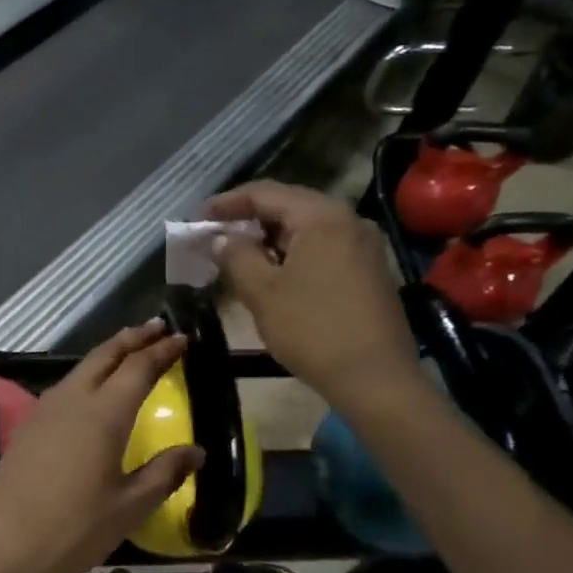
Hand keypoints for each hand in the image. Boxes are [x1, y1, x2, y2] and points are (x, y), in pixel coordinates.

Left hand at [0, 321, 202, 572]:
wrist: (3, 548)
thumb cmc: (74, 530)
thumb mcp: (129, 507)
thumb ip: (165, 473)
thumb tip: (196, 451)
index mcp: (103, 414)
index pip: (138, 368)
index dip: (162, 351)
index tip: (182, 338)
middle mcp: (72, 401)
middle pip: (104, 356)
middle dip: (132, 338)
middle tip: (156, 328)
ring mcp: (44, 411)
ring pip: (80, 369)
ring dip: (107, 355)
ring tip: (127, 352)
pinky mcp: (27, 428)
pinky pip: (63, 388)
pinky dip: (86, 376)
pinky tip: (91, 393)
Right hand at [208, 181, 421, 409]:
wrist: (375, 378)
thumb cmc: (313, 330)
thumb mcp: (262, 293)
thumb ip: (236, 256)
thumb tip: (221, 238)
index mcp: (322, 216)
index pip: (265, 193)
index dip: (227, 203)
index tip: (197, 218)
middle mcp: (348, 220)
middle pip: (289, 206)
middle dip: (248, 219)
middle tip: (215, 235)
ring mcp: (363, 245)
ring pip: (306, 228)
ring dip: (269, 238)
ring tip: (238, 254)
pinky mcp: (369, 270)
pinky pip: (323, 247)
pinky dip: (292, 253)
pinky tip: (273, 272)